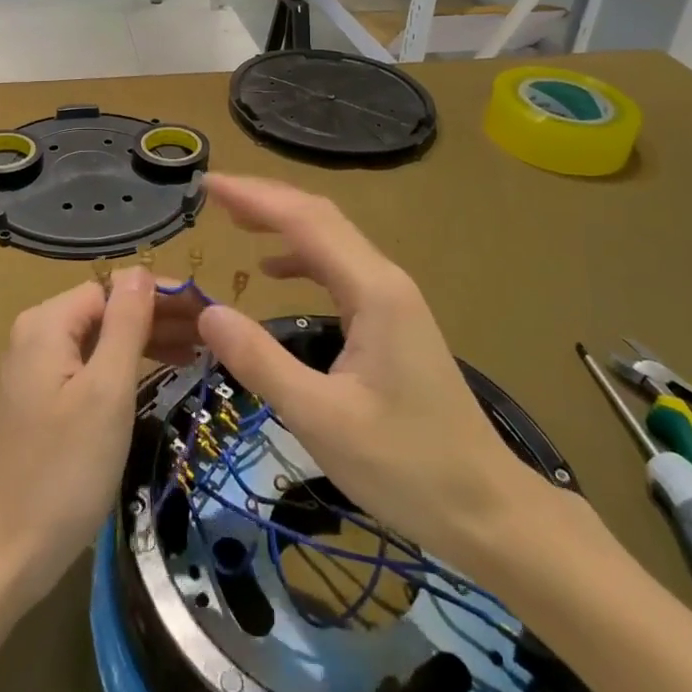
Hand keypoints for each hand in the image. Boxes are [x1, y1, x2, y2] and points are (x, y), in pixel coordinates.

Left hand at [0, 268, 201, 607]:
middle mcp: (35, 336)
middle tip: (212, 334)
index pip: (114, 287)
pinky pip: (89, 367)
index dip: (163, 294)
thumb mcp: (106, 392)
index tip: (209, 311)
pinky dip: (125, 366)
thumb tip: (141, 270)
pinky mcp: (39, 403)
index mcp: (46, 324)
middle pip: (107, 310)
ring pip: (100, 339)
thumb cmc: (62, 472)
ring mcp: (34, 371)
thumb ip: (125, 323)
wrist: (1, 559)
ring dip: (147, 340)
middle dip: (159, 316)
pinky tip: (157, 373)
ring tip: (197, 351)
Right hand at [197, 174, 590, 580]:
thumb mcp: (320, 419)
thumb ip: (261, 361)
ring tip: (234, 220)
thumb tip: (207, 312)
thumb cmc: (405, 466)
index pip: (304, 221)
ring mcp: (393, 298)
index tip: (208, 184)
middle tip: (213, 194)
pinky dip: (301, 257)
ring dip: (282, 222)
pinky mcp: (392, 320)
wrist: (485, 507)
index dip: (254, 198)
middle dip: (266, 199)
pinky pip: (339, 269)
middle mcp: (385, 279)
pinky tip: (273, 271)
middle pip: (320, 218)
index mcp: (373, 291)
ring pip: (331, 240)